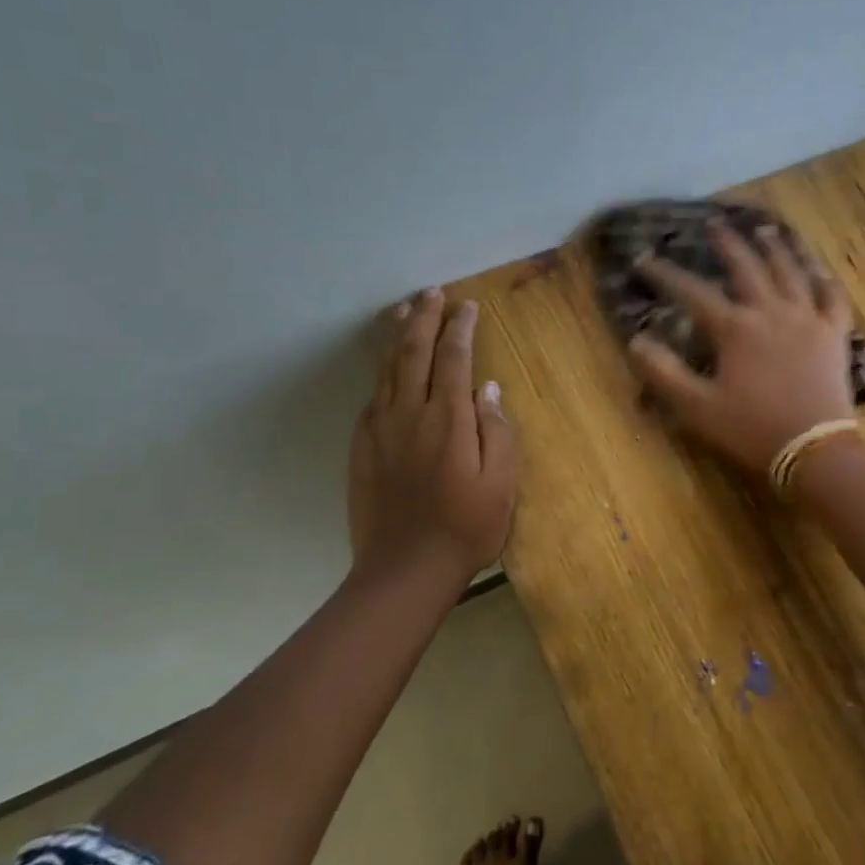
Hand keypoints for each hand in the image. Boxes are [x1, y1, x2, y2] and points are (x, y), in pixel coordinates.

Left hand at [348, 290, 516, 592]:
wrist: (404, 570)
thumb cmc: (466, 528)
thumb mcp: (501, 484)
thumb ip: (497, 431)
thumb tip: (488, 389)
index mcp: (448, 419)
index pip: (453, 359)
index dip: (460, 328)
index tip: (467, 306)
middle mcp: (409, 414)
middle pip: (413, 353)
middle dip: (424, 318)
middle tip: (432, 294)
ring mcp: (380, 430)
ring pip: (387, 370)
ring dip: (397, 337)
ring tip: (404, 311)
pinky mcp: (362, 449)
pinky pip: (372, 398)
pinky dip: (381, 375)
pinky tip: (387, 371)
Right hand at [628, 221, 856, 474]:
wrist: (813, 449)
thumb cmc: (751, 429)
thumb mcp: (697, 407)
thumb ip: (664, 373)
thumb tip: (636, 340)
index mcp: (736, 328)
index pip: (693, 292)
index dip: (666, 274)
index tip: (643, 258)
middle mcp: (771, 312)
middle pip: (747, 267)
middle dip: (726, 244)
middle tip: (714, 223)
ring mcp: (807, 319)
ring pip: (791, 271)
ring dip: (775, 248)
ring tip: (764, 229)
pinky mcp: (834, 334)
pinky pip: (832, 297)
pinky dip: (824, 280)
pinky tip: (819, 270)